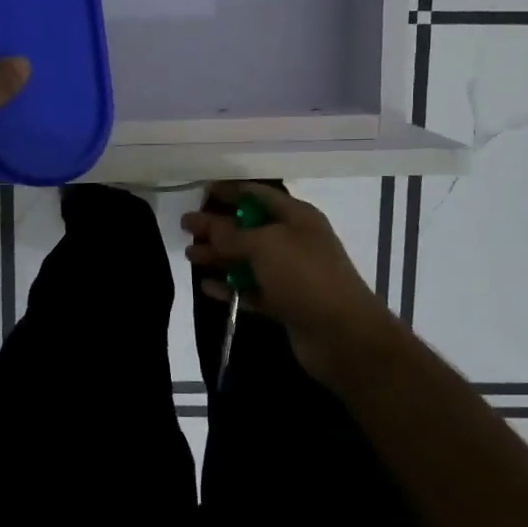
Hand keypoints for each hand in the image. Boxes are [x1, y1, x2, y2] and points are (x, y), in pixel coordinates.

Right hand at [182, 181, 397, 382]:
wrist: (342, 334)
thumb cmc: (304, 277)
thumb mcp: (265, 245)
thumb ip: (231, 234)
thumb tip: (206, 223)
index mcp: (296, 216)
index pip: (257, 195)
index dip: (229, 191)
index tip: (200, 192)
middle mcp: (294, 240)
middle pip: (249, 227)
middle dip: (218, 226)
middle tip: (185, 227)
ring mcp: (290, 274)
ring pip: (248, 259)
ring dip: (219, 256)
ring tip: (189, 256)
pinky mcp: (285, 303)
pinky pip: (251, 289)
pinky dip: (230, 286)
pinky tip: (206, 287)